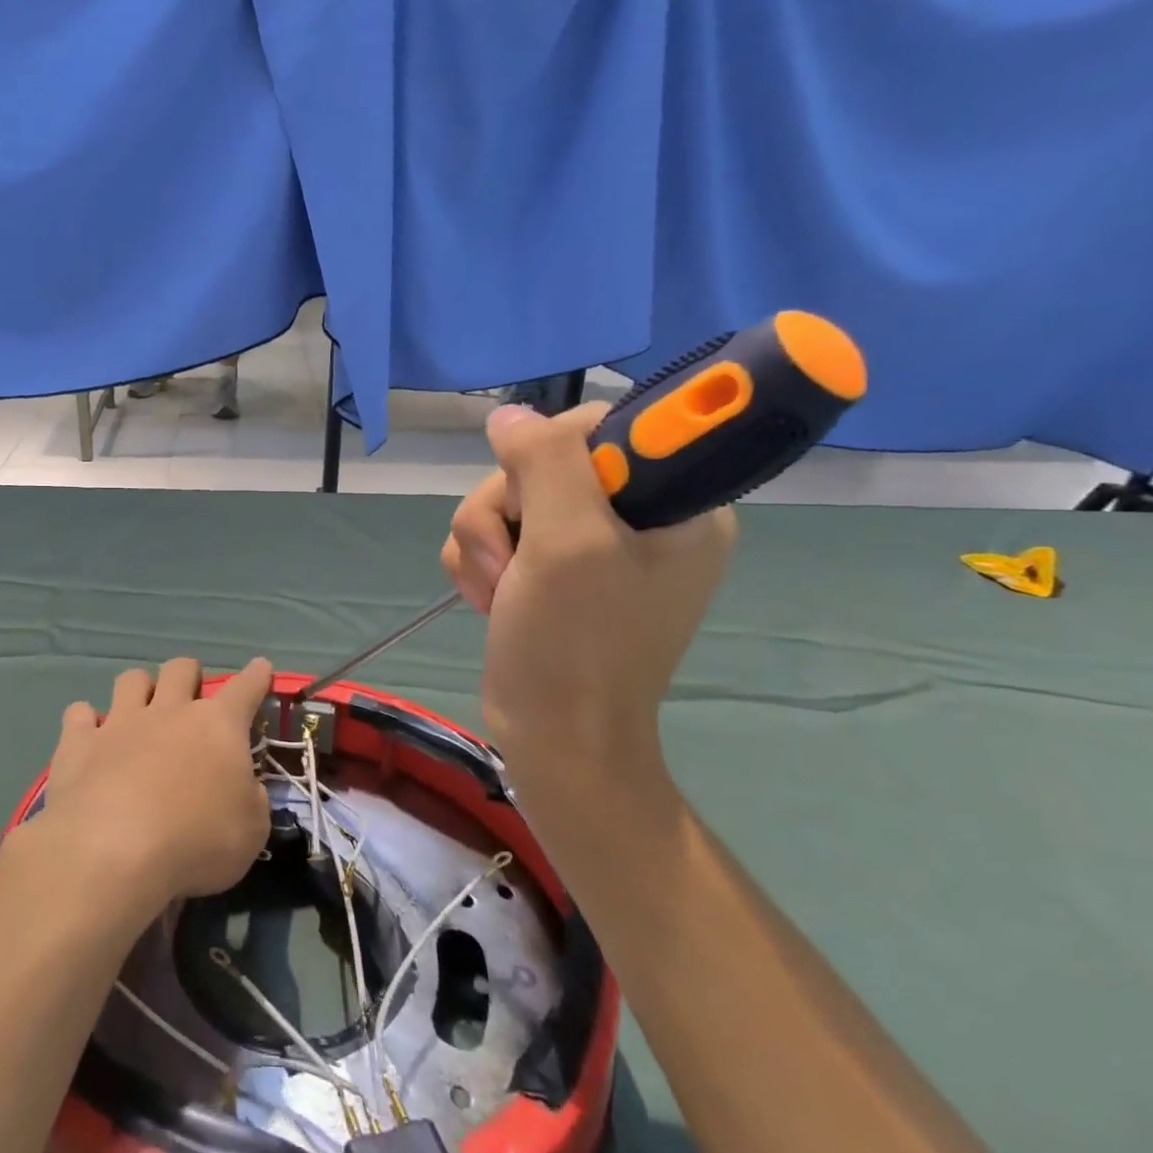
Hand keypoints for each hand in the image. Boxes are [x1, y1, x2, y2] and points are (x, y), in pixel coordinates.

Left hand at [33, 657, 274, 909]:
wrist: (111, 852)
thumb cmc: (195, 842)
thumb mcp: (251, 831)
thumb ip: (251, 800)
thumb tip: (244, 786)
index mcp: (218, 726)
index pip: (245, 688)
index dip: (256, 676)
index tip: (261, 667)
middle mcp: (169, 711)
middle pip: (181, 668)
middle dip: (189, 674)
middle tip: (191, 695)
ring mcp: (120, 723)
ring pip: (131, 679)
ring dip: (139, 689)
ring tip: (140, 710)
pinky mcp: (78, 743)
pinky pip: (79, 713)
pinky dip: (85, 721)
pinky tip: (88, 737)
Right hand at [446, 403, 735, 778]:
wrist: (553, 737)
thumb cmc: (575, 644)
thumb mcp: (568, 543)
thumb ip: (545, 462)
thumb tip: (507, 415)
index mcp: (674, 501)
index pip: (605, 424)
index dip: (554, 451)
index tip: (537, 498)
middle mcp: (635, 515)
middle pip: (541, 461)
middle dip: (506, 510)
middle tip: (514, 563)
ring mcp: (588, 544)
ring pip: (506, 497)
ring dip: (483, 542)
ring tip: (498, 591)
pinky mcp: (548, 568)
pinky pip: (493, 532)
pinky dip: (478, 562)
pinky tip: (489, 598)